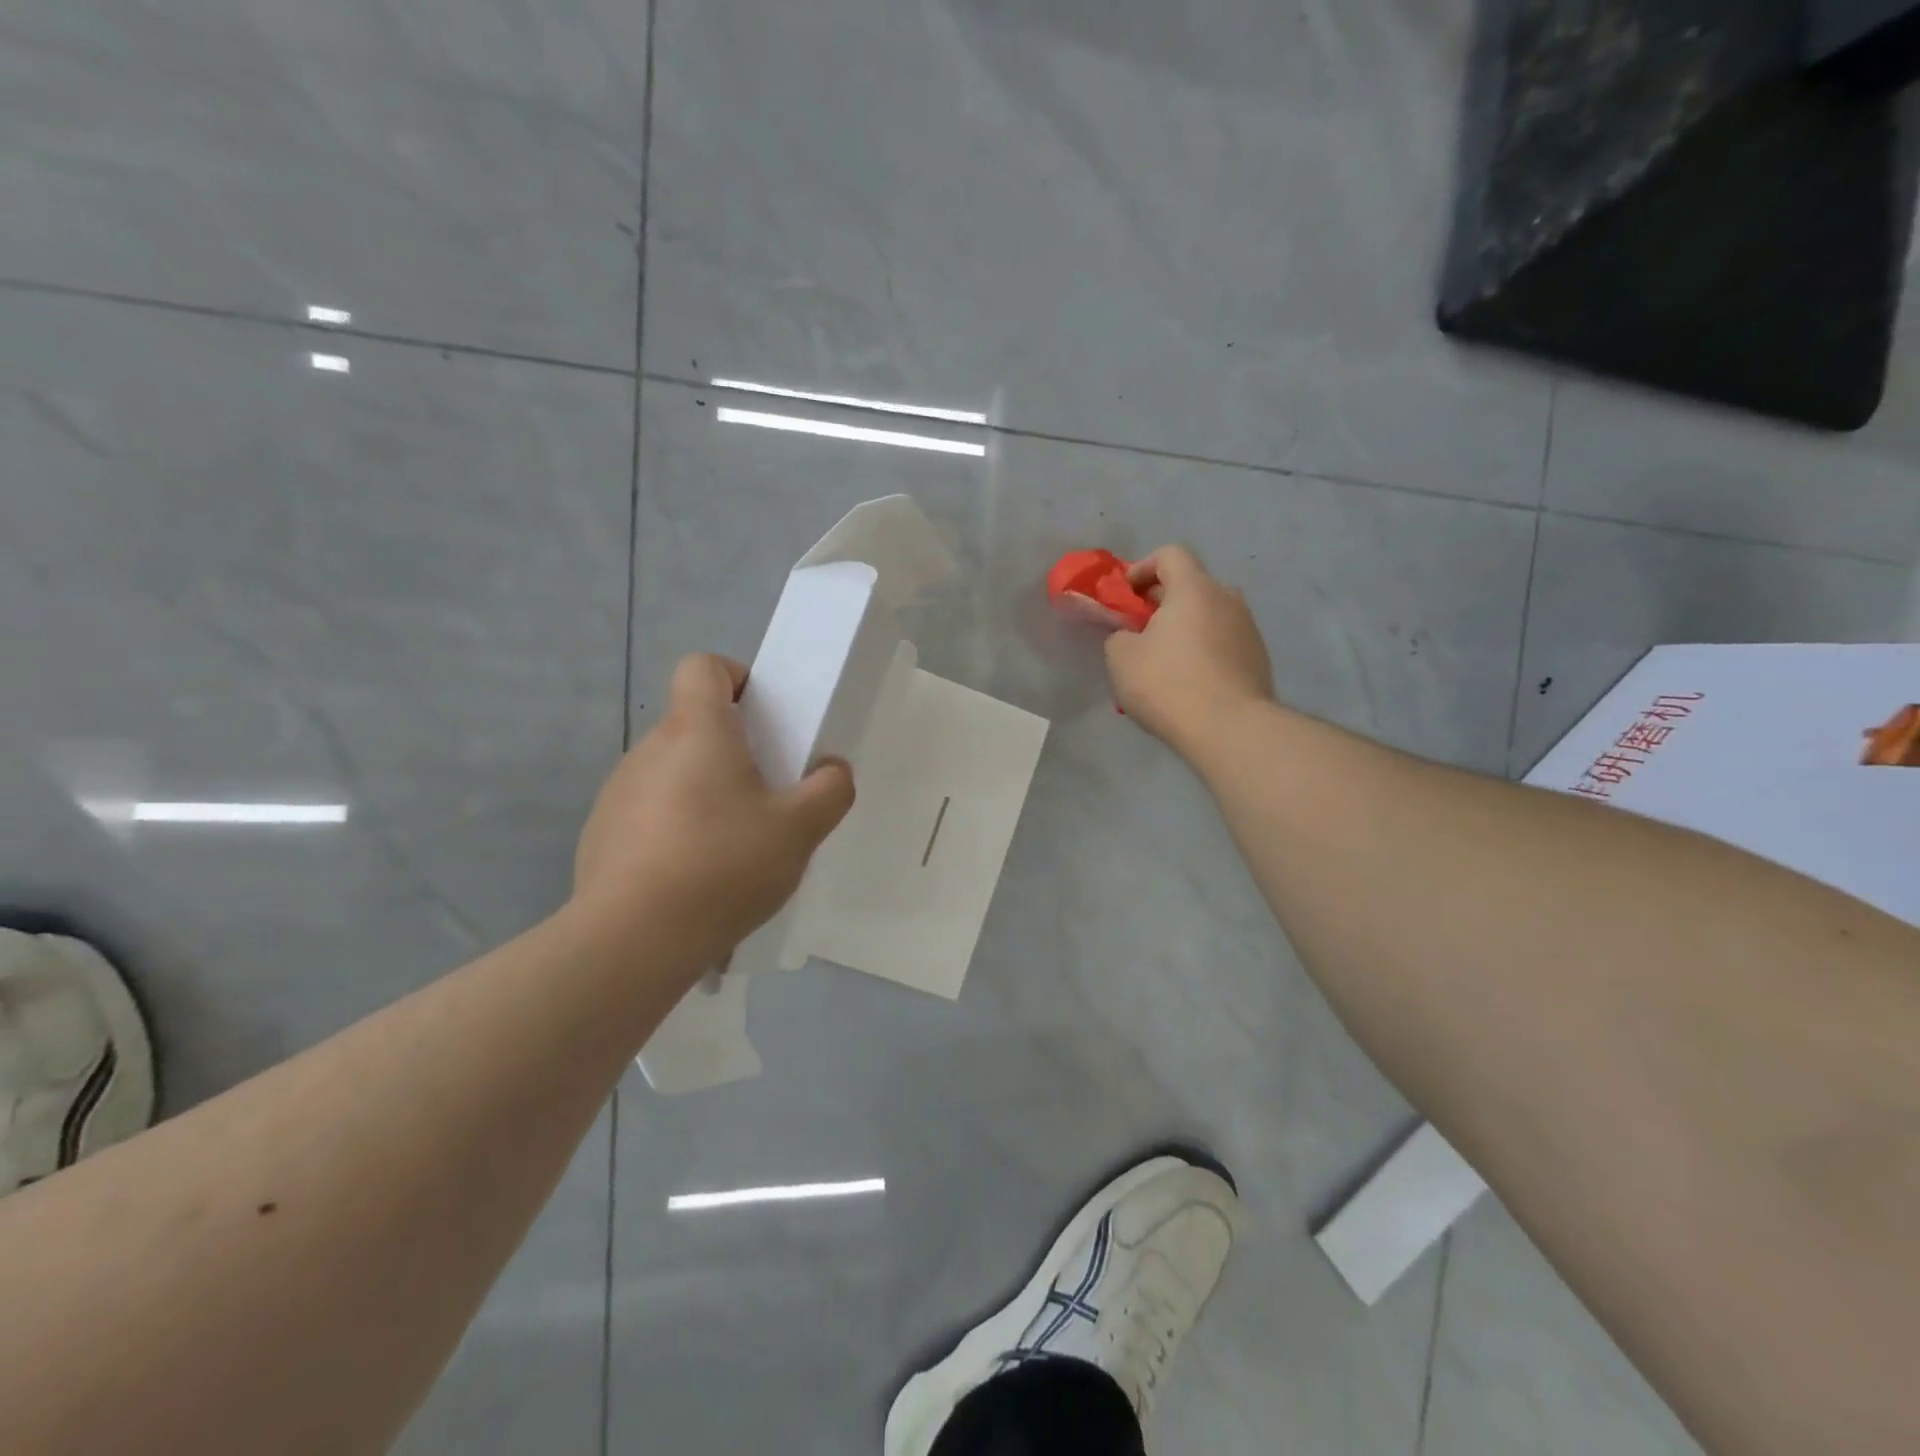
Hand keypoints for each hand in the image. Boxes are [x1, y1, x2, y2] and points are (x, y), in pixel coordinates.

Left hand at [570, 654, 854, 977]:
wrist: (633, 941)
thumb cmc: (723, 867)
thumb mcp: (800, 830)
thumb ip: (830, 790)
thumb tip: (831, 771)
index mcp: (697, 731)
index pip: (703, 666)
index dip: (735, 678)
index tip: (762, 717)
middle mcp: (649, 749)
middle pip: (693, 724)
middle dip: (732, 749)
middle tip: (766, 796)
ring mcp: (618, 792)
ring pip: (673, 772)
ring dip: (704, 792)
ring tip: (732, 848)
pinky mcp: (601, 834)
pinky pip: (649, 813)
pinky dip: (675, 829)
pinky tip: (693, 878)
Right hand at [1104, 545, 1273, 756]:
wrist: (1230, 728)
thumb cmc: (1168, 683)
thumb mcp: (1121, 658)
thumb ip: (1119, 635)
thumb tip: (1131, 635)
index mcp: (1194, 588)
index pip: (1170, 554)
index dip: (1143, 568)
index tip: (1127, 595)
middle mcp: (1227, 599)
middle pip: (1191, 586)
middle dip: (1162, 603)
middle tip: (1140, 632)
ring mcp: (1248, 629)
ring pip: (1209, 616)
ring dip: (1185, 629)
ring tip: (1164, 663)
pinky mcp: (1259, 659)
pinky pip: (1223, 643)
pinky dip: (1204, 652)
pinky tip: (1189, 684)